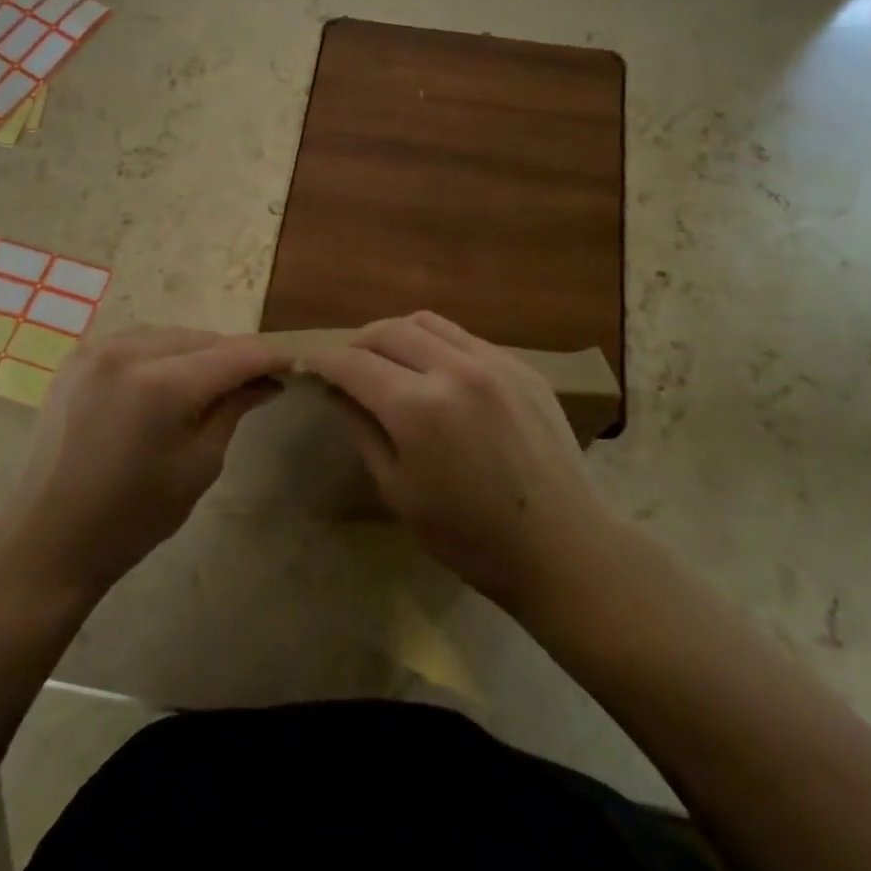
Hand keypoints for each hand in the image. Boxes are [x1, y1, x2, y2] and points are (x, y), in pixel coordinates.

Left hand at [0, 327, 289, 606]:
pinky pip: (137, 341)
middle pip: (204, 338)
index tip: (295, 366)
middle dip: (235, 356)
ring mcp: (97, 350)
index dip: (270, 357)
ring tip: (215, 384)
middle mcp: (128, 352)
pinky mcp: (78, 358)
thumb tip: (268, 380)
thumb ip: (234, 408)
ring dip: (200, 353)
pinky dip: (164, 354)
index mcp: (162, 384)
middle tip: (258, 382)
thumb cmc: (134, 516)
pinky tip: (170, 380)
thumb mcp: (200, 465)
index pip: (235, 354)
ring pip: (171, 335)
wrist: (49, 539)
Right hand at [307, 312, 607, 614]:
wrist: (562, 547)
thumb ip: (363, 431)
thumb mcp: (398, 491)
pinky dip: (437, 345)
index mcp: (418, 407)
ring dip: (396, 334)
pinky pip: (466, 338)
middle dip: (356, 342)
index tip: (307, 366)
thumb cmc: (470, 537)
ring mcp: (495, 362)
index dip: (323, 361)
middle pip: (388, 330)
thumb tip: (338, 393)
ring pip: (428, 322)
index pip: (353, 363)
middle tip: (345, 366)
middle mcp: (455, 369)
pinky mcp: (523, 367)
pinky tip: (437, 373)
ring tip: (387, 360)